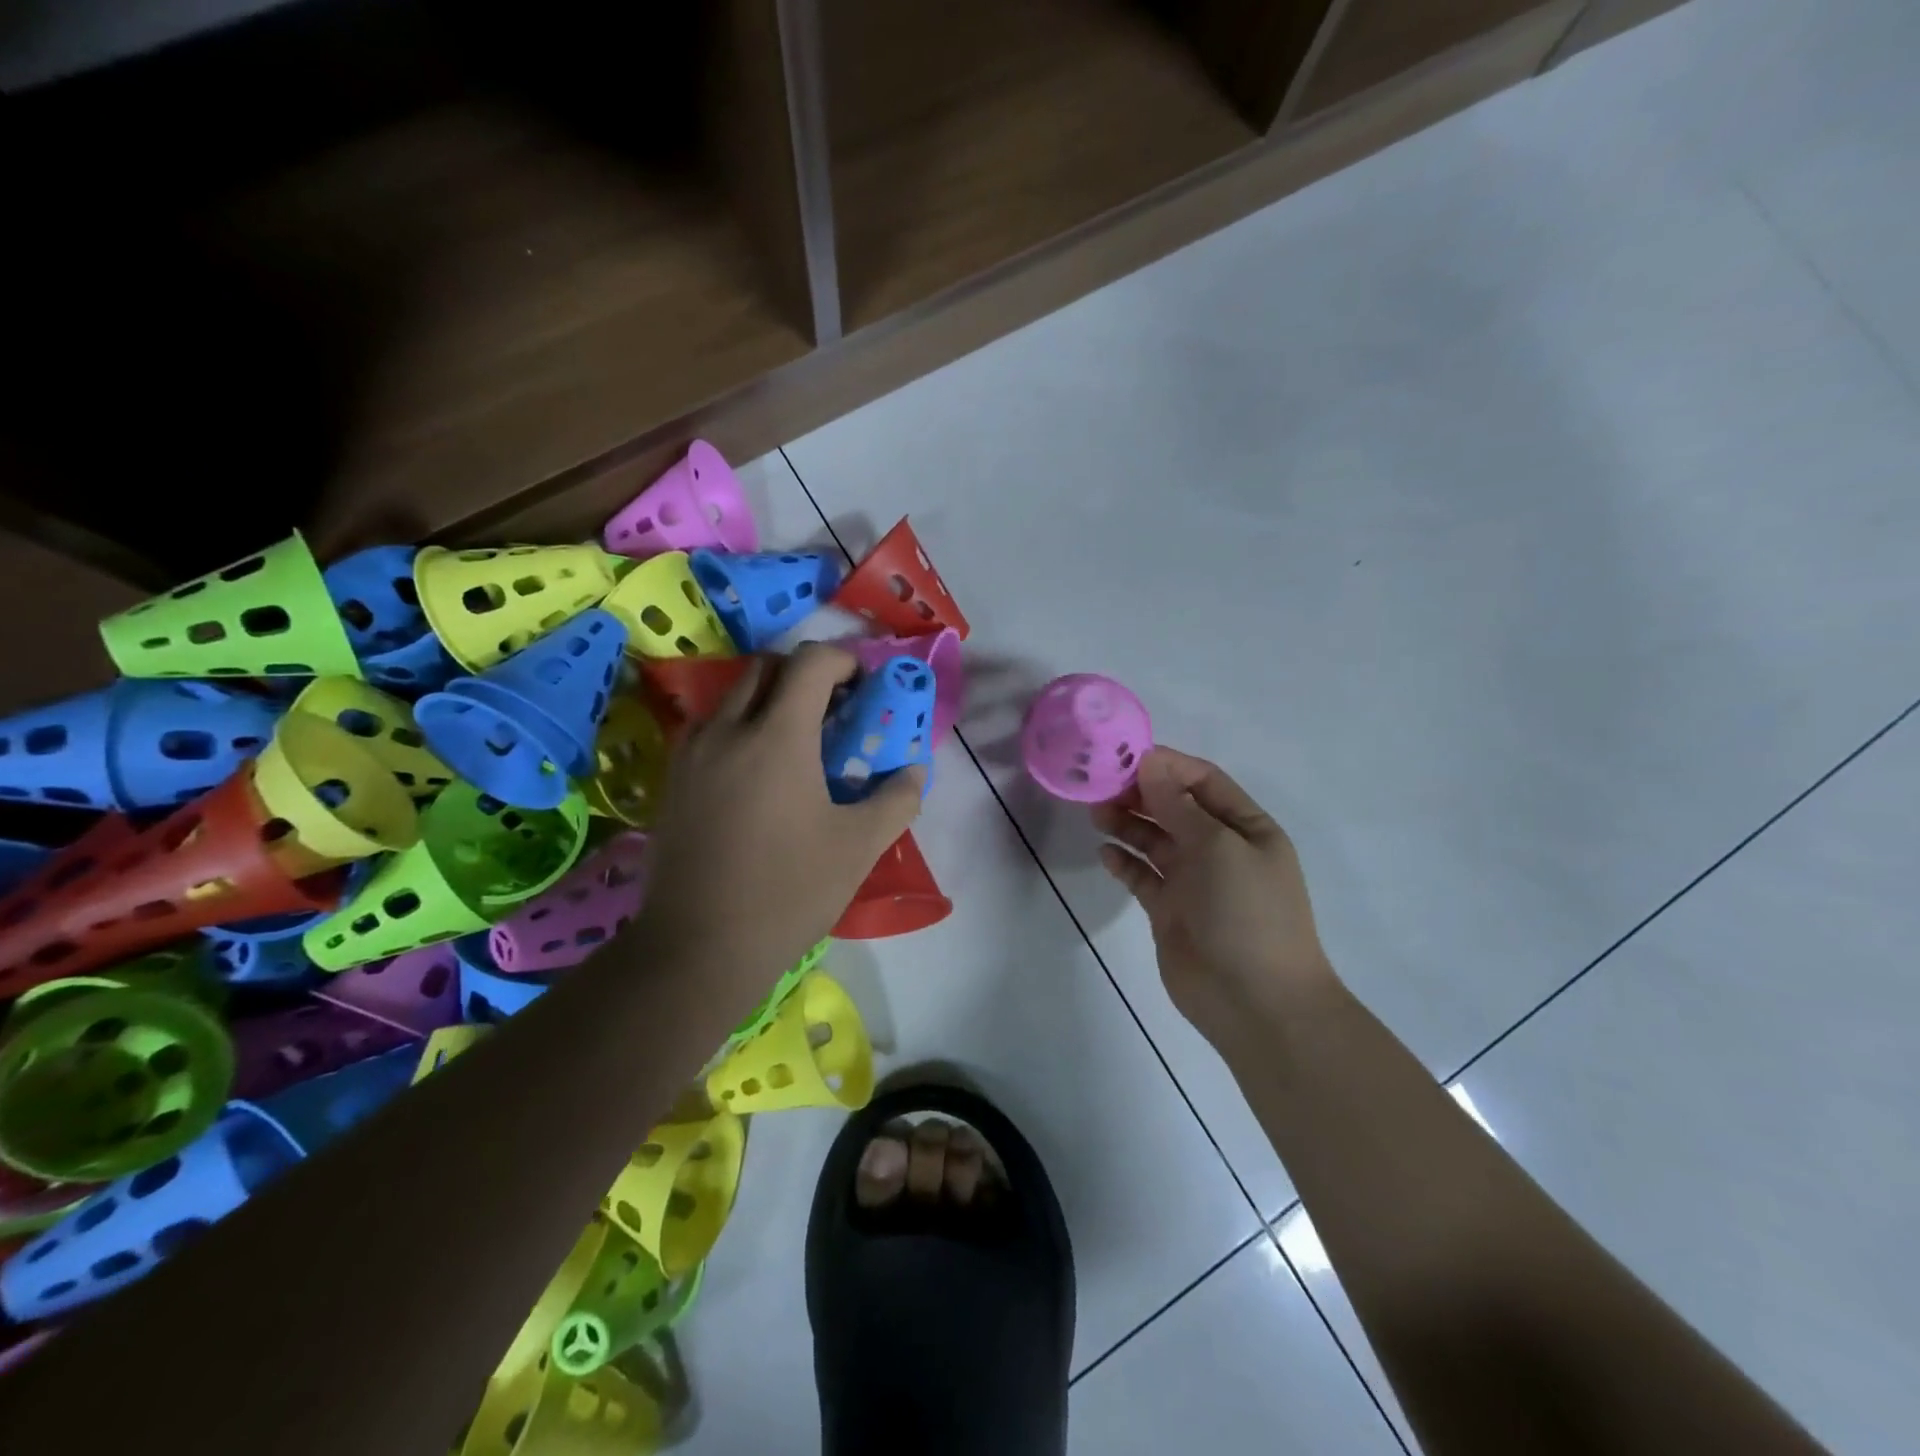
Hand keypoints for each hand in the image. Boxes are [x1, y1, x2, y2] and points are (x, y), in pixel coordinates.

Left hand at [637, 643, 925, 1005]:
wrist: (698, 948)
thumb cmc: (788, 891)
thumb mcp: (858, 847)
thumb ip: (897, 799)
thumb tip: (913, 772)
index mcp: (778, 736)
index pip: (811, 661)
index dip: (844, 661)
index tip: (864, 688)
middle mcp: (728, 730)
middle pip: (767, 667)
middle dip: (805, 673)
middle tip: (833, 710)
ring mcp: (692, 754)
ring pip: (733, 696)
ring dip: (769, 700)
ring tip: (795, 744)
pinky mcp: (672, 781)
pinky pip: (710, 729)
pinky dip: (740, 728)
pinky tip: (757, 776)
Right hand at [1094, 747, 1334, 1049]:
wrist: (1256, 1003)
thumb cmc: (1247, 913)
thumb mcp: (1218, 847)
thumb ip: (1179, 805)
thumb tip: (1149, 763)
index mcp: (1246, 828)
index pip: (1203, 781)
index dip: (1166, 766)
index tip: (1124, 758)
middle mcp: (1220, 849)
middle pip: (1174, 808)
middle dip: (1140, 794)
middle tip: (1100, 786)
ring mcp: (1194, 881)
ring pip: (1155, 840)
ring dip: (1128, 824)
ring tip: (1097, 814)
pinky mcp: (1170, 910)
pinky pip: (1143, 876)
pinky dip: (1124, 862)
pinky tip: (1106, 854)